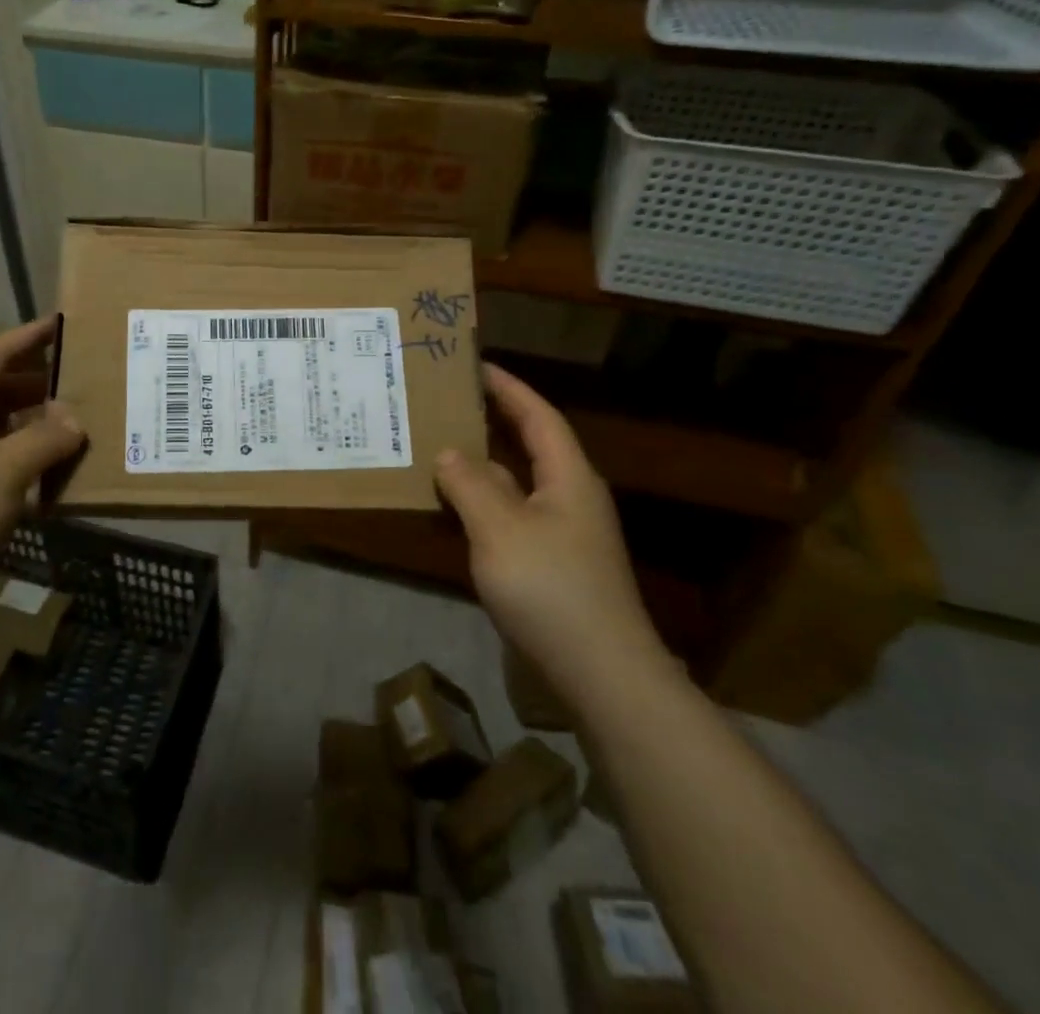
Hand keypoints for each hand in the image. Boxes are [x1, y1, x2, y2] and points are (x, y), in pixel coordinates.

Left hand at [0, 318, 84, 597]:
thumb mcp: (5, 471)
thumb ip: (46, 440)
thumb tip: (74, 421)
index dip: (29, 337)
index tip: (61, 322)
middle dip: (37, 386)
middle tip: (79, 383)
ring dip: (30, 429)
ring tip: (71, 431)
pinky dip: (16, 464)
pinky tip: (44, 481)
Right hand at [435, 364, 668, 703]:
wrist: (601, 675)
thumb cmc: (552, 589)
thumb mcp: (500, 529)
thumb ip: (470, 484)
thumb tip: (448, 453)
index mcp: (568, 477)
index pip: (538, 416)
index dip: (508, 388)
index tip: (475, 365)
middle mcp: (569, 498)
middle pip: (530, 446)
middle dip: (492, 421)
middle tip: (448, 402)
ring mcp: (562, 534)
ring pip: (516, 484)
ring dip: (482, 465)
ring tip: (438, 448)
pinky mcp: (551, 565)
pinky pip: (510, 516)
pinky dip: (482, 503)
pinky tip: (454, 508)